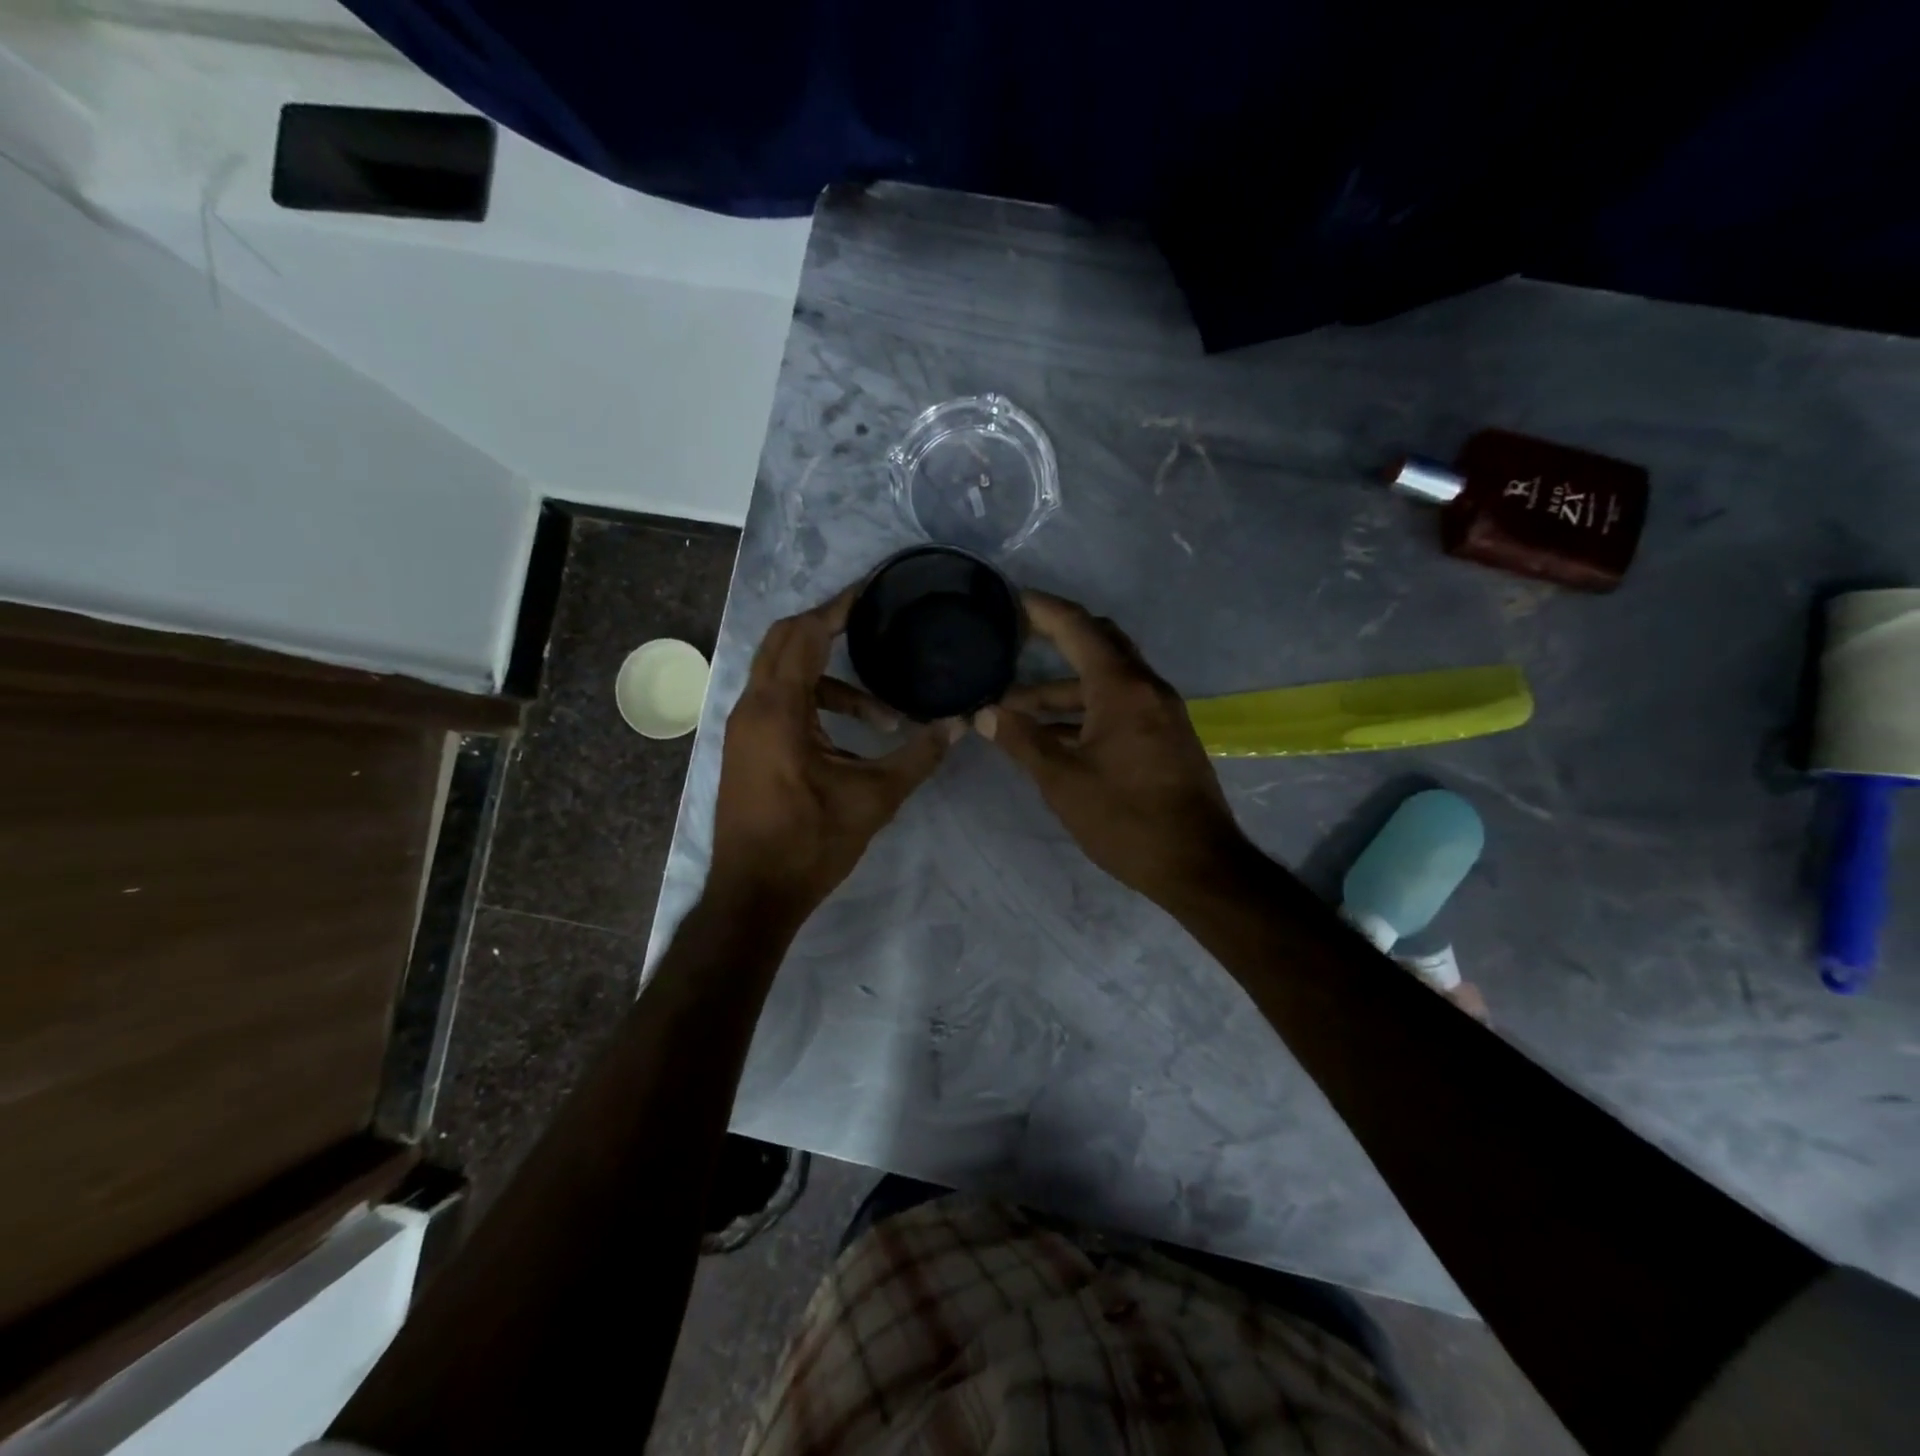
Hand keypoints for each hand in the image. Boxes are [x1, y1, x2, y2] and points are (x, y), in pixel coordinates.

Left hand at [708, 585, 961, 923]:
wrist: (753, 896)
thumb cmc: (811, 844)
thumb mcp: (874, 798)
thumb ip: (919, 756)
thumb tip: (960, 724)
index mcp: (777, 710)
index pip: (804, 634)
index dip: (838, 607)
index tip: (872, 590)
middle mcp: (752, 708)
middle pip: (785, 641)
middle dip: (828, 628)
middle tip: (874, 625)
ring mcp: (743, 729)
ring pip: (783, 676)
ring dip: (830, 681)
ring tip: (883, 716)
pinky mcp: (746, 748)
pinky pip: (779, 703)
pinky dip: (814, 703)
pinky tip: (851, 737)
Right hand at [974, 591, 1250, 904]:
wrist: (1198, 865)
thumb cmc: (1126, 819)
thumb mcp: (1063, 780)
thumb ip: (1021, 740)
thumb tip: (984, 713)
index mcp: (1122, 688)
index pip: (1078, 627)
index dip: (1042, 609)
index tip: (1010, 599)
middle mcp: (1146, 688)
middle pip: (1099, 643)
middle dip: (1055, 639)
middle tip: (1013, 640)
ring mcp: (1160, 712)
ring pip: (1106, 680)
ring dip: (1063, 688)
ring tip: (1014, 707)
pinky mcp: (1165, 737)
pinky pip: (1120, 705)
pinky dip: (1084, 710)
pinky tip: (1052, 734)